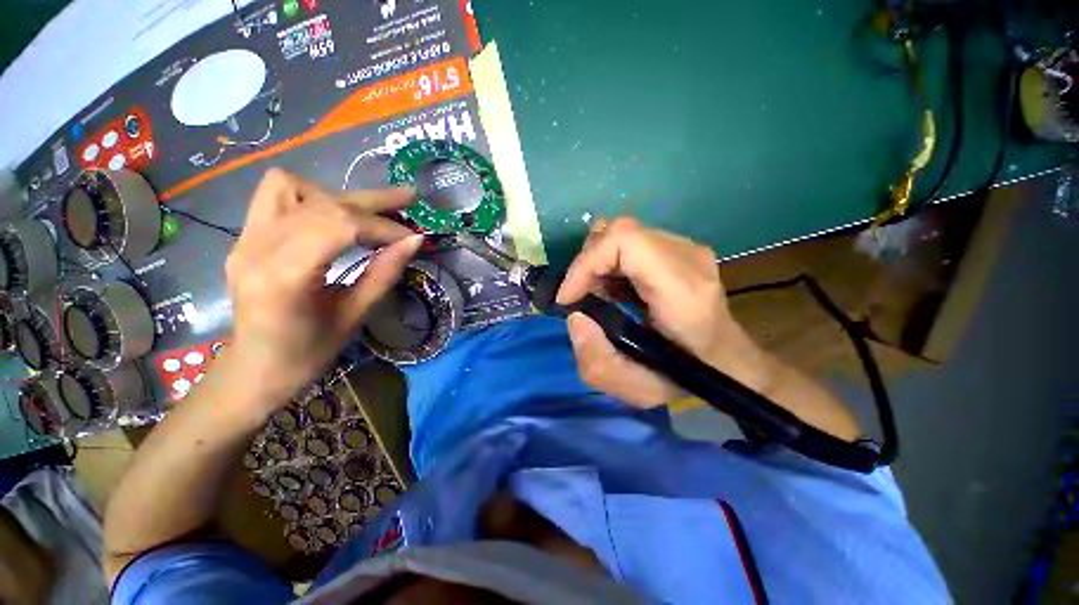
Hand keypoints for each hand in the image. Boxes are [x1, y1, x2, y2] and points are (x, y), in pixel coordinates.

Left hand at [221, 168, 421, 410]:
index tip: (411, 236)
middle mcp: (256, 247)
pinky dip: (311, 196)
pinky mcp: (244, 237)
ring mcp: (244, 238)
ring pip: (293, 187)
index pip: (339, 226)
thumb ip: (384, 274)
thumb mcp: (354, 316)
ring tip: (365, 211)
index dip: (382, 226)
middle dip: (371, 202)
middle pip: (321, 203)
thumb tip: (414, 241)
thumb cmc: (308, 354)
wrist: (254, 369)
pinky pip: (274, 195)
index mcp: (284, 277)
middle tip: (407, 199)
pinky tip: (332, 215)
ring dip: (337, 196)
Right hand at [557, 217, 768, 406]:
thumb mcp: (638, 390)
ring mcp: (689, 249)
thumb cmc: (688, 380)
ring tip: (595, 294)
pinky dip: (612, 262)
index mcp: (683, 290)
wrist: (729, 364)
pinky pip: (635, 242)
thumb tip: (576, 317)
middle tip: (579, 297)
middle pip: (621, 231)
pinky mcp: (682, 250)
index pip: (625, 239)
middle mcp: (689, 258)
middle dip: (588, 263)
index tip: (569, 298)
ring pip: (625, 233)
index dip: (586, 262)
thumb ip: (597, 361)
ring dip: (599, 262)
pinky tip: (613, 289)